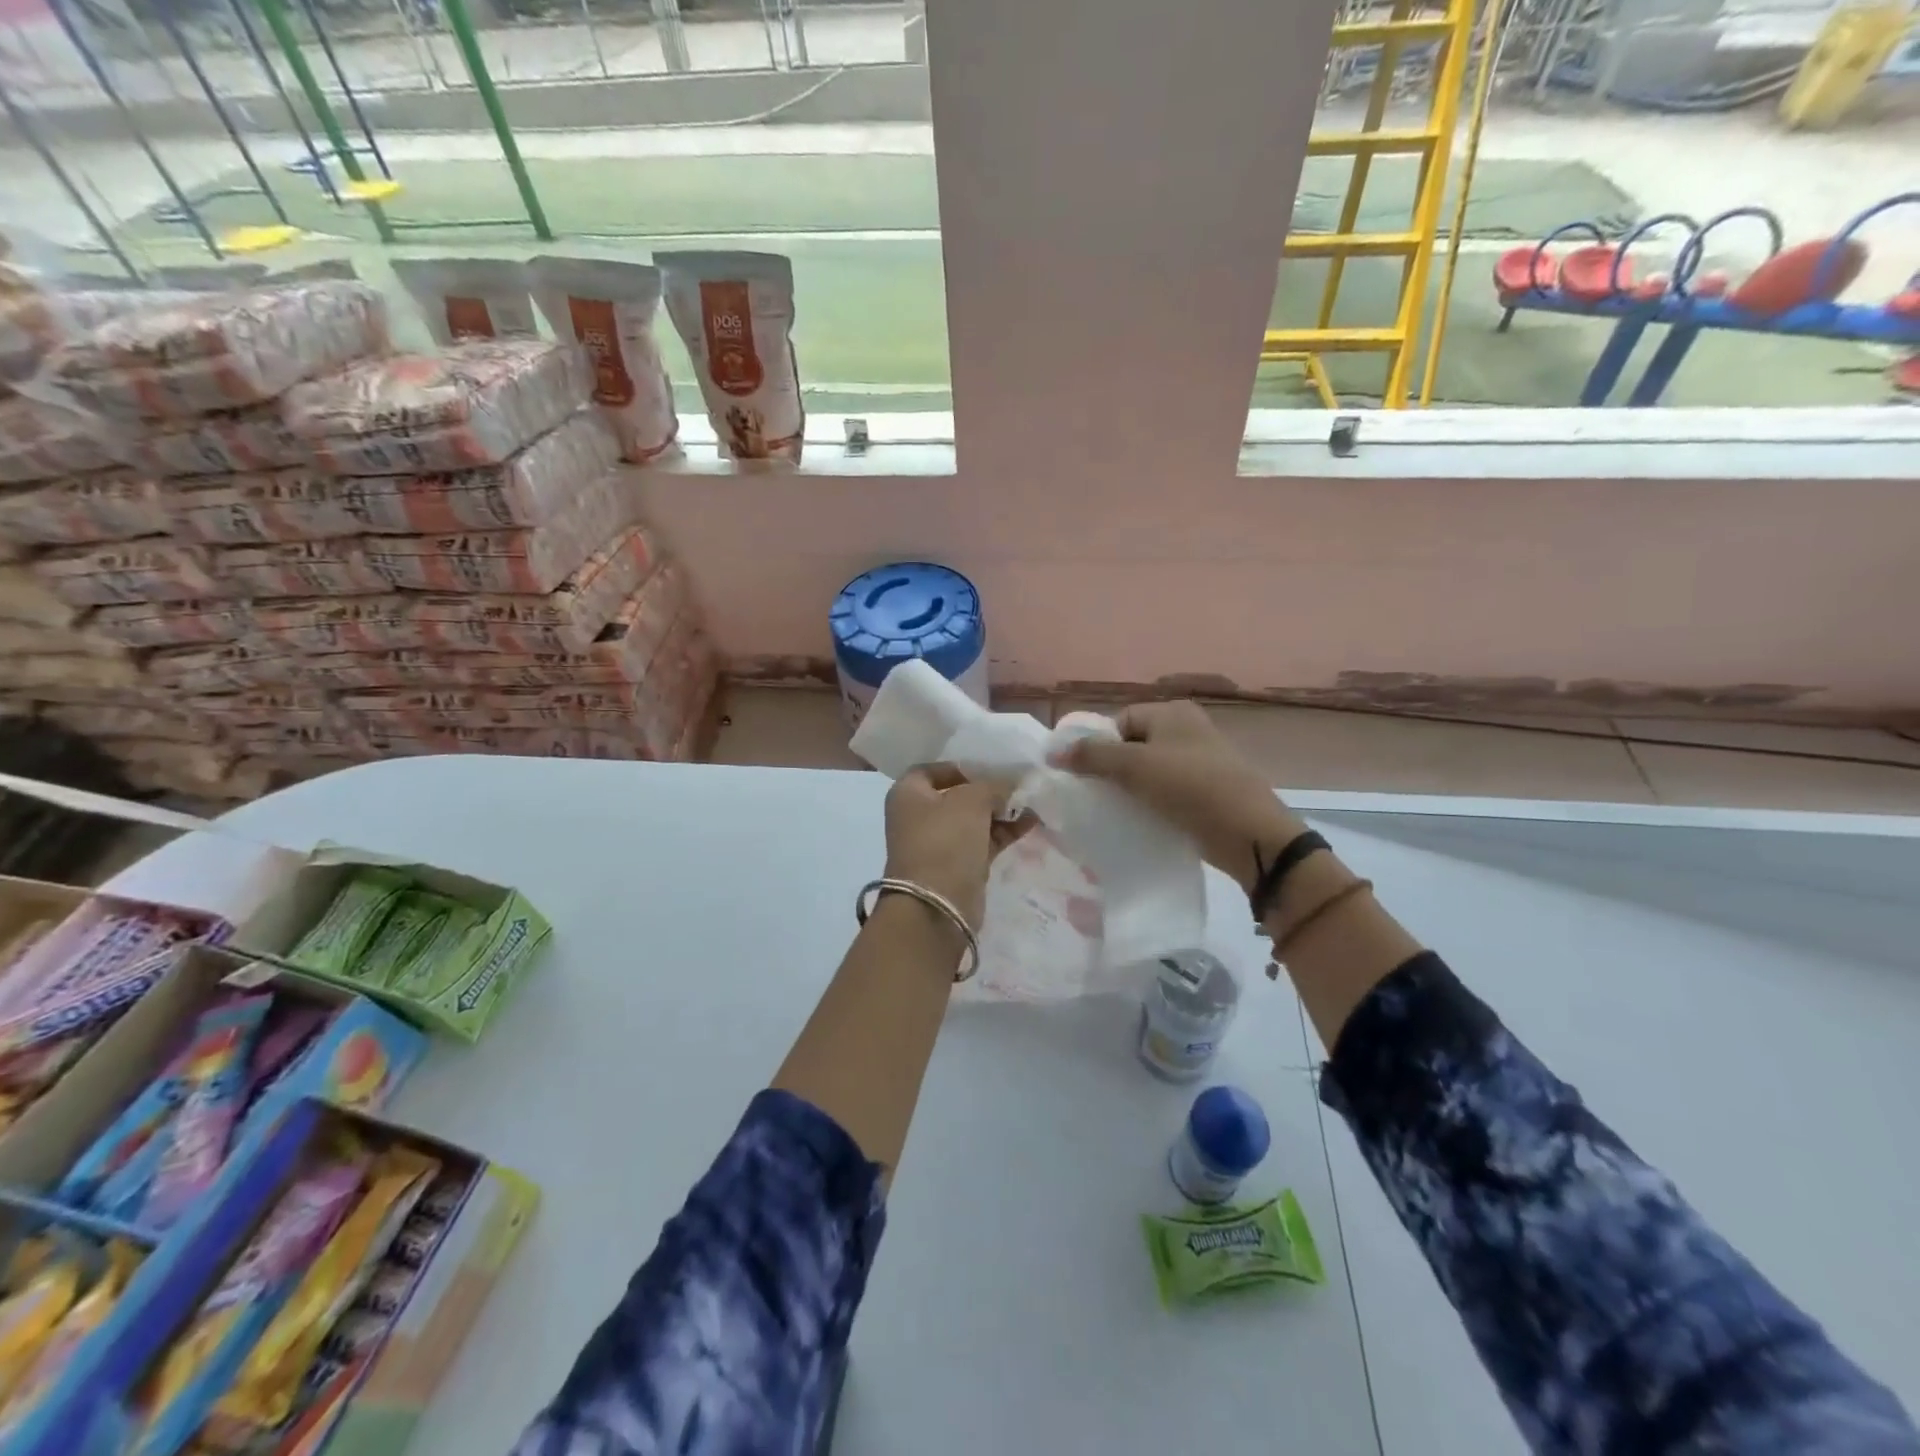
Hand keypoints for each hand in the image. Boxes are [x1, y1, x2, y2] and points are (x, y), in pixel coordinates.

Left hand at [883, 763, 1024, 930]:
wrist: (937, 905)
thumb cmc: (945, 840)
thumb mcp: (971, 800)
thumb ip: (992, 785)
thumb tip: (1008, 783)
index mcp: (908, 794)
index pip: (932, 769)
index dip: (960, 766)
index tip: (989, 767)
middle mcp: (919, 816)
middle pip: (956, 794)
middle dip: (987, 789)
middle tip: (1017, 783)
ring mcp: (938, 843)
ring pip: (973, 819)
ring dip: (1000, 810)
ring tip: (1031, 801)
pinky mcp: (958, 865)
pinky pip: (983, 840)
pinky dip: (1004, 831)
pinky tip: (1031, 821)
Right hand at [1049, 700, 1303, 894]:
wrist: (1249, 832)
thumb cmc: (1190, 787)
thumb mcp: (1134, 766)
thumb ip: (1092, 756)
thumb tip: (1052, 752)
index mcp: (1172, 712)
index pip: (1119, 721)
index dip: (1100, 746)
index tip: (1089, 776)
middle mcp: (1186, 729)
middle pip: (1132, 746)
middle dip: (1113, 770)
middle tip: (1099, 797)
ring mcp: (1199, 760)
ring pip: (1149, 771)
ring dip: (1131, 790)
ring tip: (1118, 812)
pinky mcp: (1205, 790)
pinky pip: (1166, 792)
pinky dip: (1151, 803)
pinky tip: (1141, 821)